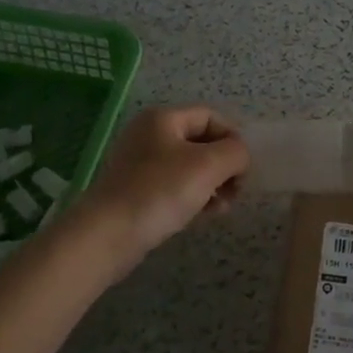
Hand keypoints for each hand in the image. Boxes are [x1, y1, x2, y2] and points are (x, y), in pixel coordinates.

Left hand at [72, 106, 248, 267]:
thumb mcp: (209, 165)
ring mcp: (140, 164)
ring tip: (222, 208)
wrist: (107, 234)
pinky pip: (175, 187)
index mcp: (163, 119)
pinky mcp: (136, 191)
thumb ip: (236, 152)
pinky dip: (194, 196)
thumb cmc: (160, 191)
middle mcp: (149, 135)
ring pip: (190, 167)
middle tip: (236, 191)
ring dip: (213, 184)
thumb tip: (240, 156)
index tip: (245, 168)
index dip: (234, 138)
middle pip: (201, 142)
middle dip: (224, 165)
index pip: (211, 117)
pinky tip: (204, 215)